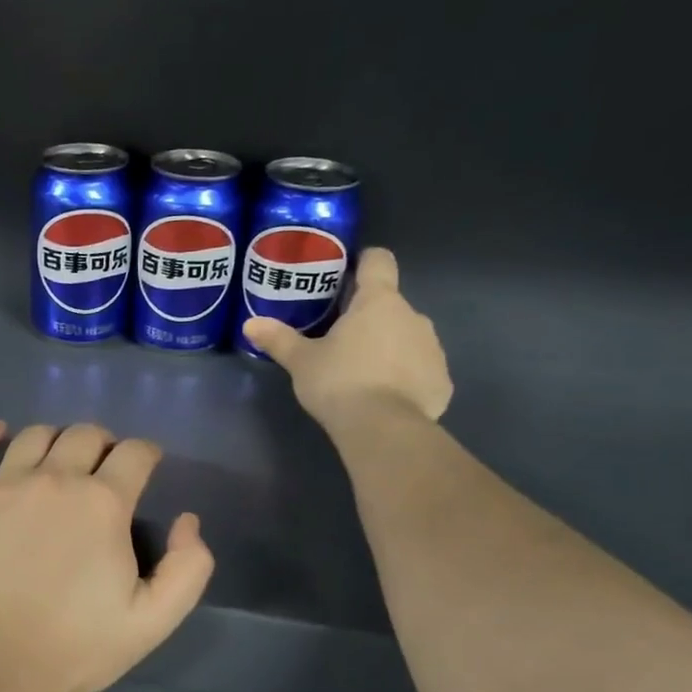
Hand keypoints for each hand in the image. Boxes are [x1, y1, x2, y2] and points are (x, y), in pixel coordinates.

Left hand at [0, 421, 214, 691]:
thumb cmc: (77, 645)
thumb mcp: (153, 619)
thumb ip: (188, 567)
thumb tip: (188, 521)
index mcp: (103, 502)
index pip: (134, 453)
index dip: (146, 454)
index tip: (146, 466)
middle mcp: (54, 480)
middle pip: (85, 435)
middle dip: (103, 444)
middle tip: (103, 468)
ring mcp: (3, 487)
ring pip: (33, 437)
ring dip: (55, 441)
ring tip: (58, 460)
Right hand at [242, 248, 452, 433]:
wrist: (384, 430)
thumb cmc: (339, 383)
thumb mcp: (301, 362)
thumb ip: (278, 339)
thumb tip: (249, 324)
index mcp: (378, 302)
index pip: (378, 261)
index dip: (363, 262)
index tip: (346, 275)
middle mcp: (413, 316)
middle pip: (390, 305)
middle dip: (368, 317)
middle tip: (340, 339)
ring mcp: (433, 348)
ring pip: (407, 337)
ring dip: (388, 347)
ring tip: (362, 373)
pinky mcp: (442, 380)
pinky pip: (421, 370)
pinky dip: (405, 378)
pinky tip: (386, 398)